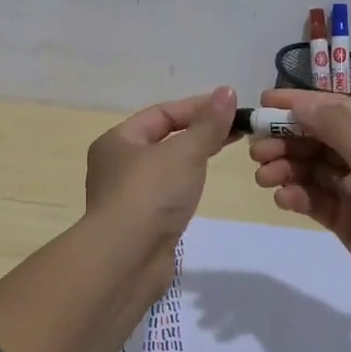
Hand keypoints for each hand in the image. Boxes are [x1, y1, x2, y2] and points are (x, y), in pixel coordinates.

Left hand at [85, 86, 238, 252]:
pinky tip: (201, 188)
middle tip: (234, 130)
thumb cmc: (151, 194)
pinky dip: (184, 185)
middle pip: (162, 139)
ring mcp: (126, 196)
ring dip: (191, 159)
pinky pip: (165, 194)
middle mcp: (116, 165)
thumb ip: (208, 124)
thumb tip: (226, 91)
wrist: (125, 260)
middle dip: (197, 132)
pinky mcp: (139, 224)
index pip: (161, 114)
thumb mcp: (185, 152)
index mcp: (118, 141)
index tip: (231, 108)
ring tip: (222, 154)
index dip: (197, 107)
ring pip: (165, 168)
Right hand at [248, 89, 350, 323]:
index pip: (335, 110)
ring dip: (286, 168)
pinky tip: (283, 199)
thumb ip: (338, 129)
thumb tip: (302, 104)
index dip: (300, 104)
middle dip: (286, 141)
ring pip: (311, 170)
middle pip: (318, 140)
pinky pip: (314, 199)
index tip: (264, 103)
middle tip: (256, 150)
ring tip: (263, 178)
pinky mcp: (347, 220)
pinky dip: (297, 196)